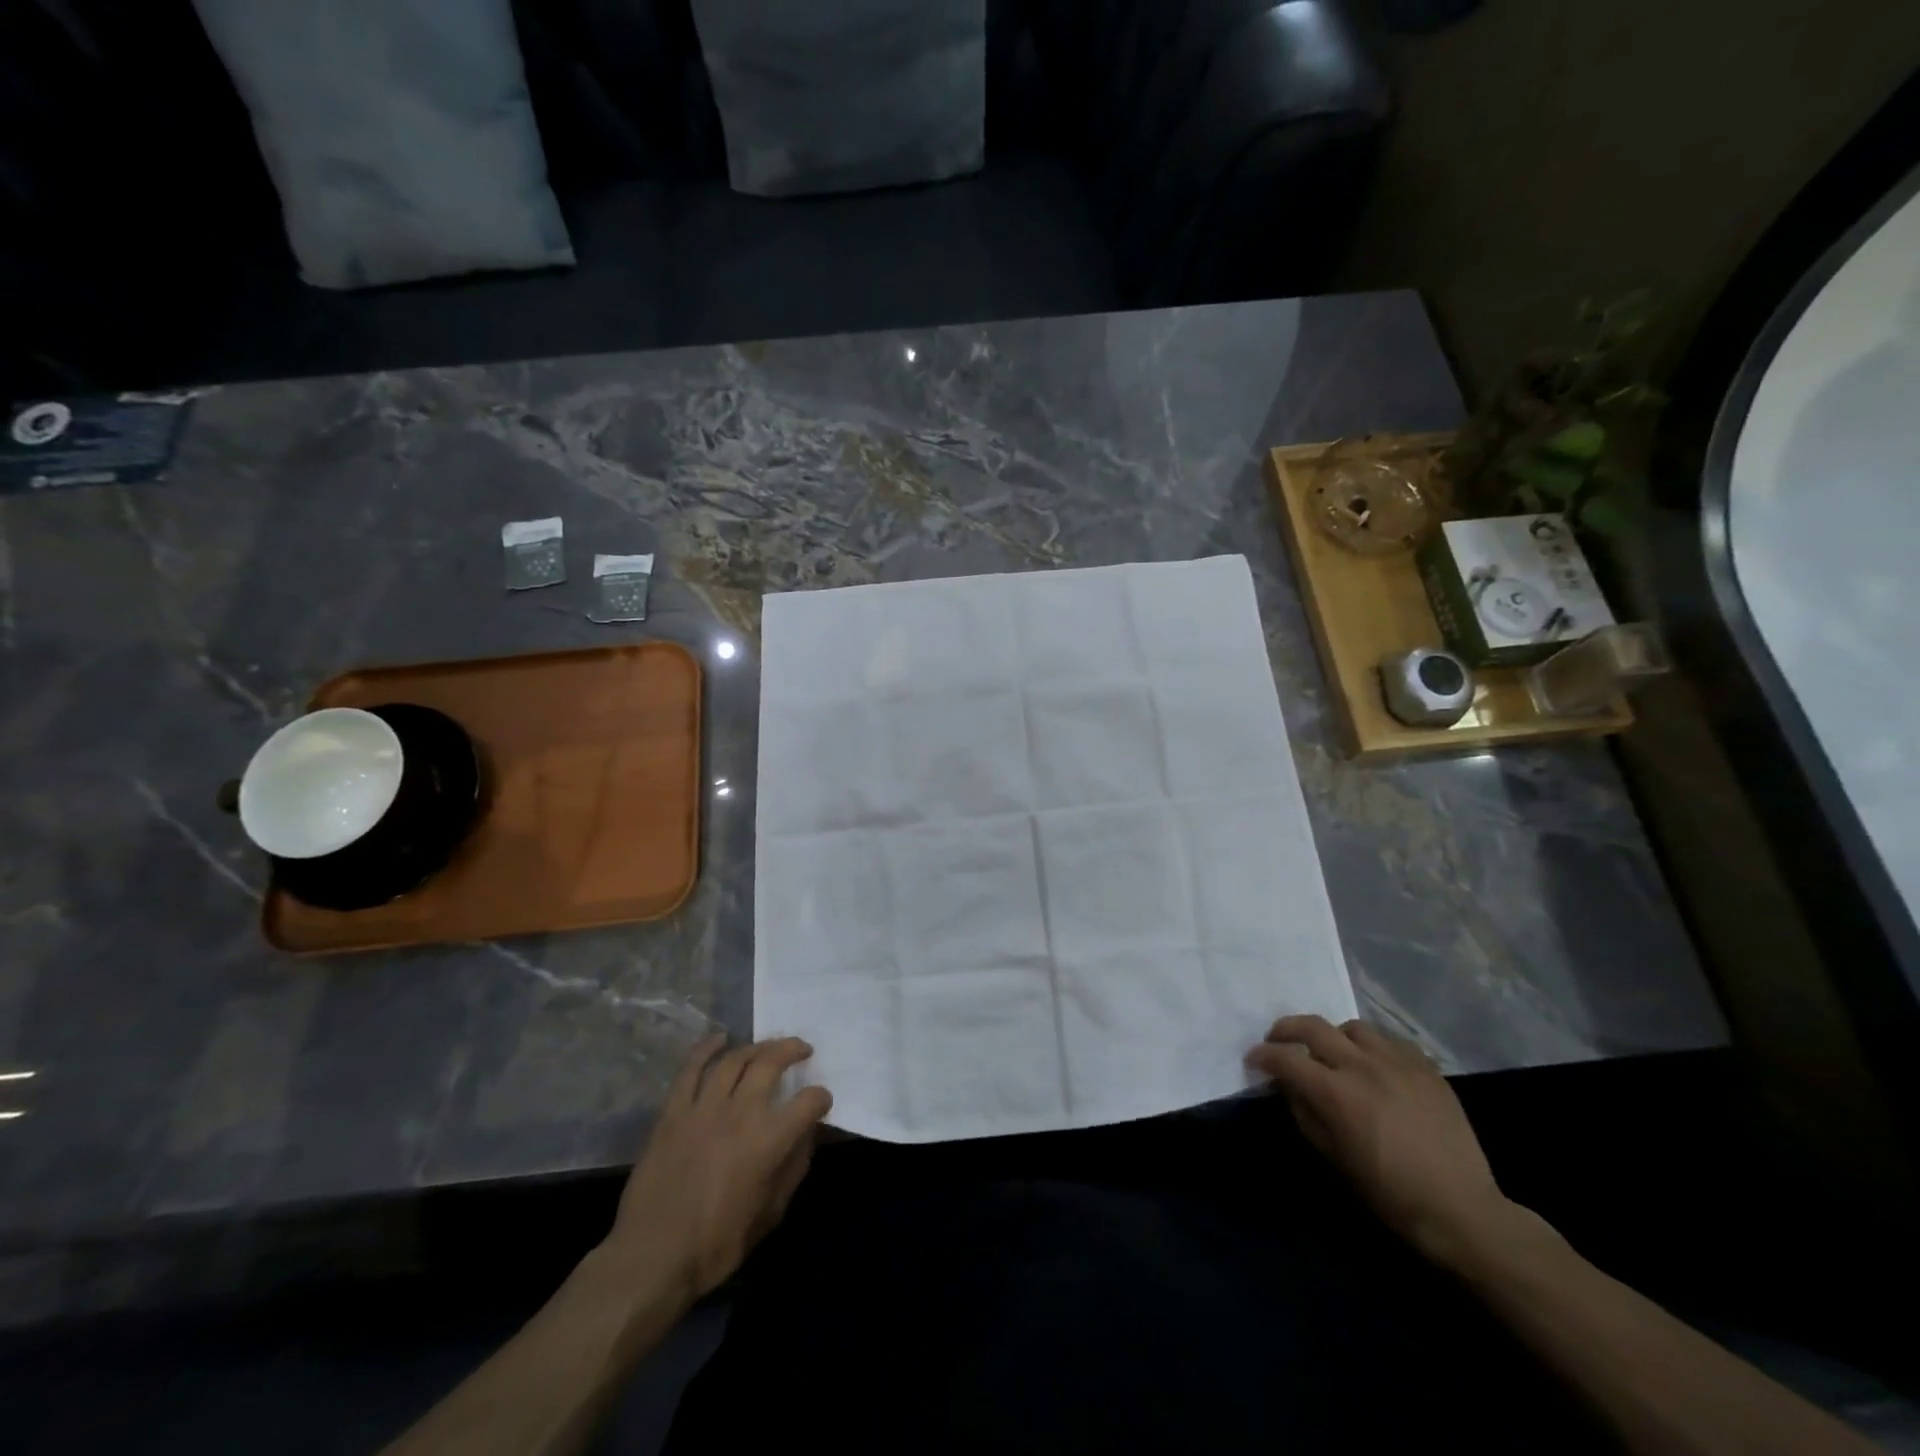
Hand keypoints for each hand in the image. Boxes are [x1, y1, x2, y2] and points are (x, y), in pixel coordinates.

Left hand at [602, 1034, 832, 1301]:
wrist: (653, 1257)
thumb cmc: (717, 1244)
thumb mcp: (770, 1214)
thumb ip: (793, 1169)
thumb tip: (806, 1136)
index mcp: (769, 1140)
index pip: (808, 1102)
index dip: (820, 1098)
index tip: (821, 1101)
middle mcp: (740, 1112)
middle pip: (771, 1063)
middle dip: (792, 1050)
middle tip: (802, 1050)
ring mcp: (703, 1107)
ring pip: (734, 1059)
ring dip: (756, 1047)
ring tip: (767, 1046)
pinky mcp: (673, 1112)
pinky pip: (691, 1069)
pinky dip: (706, 1048)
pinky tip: (720, 1039)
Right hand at [1247, 1015, 1510, 1266]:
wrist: (1461, 1210)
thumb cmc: (1388, 1193)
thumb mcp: (1332, 1157)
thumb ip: (1304, 1113)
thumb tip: (1288, 1087)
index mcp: (1335, 1092)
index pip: (1285, 1058)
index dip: (1263, 1055)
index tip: (1254, 1059)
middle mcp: (1362, 1065)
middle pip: (1313, 1026)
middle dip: (1286, 1029)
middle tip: (1278, 1040)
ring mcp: (1397, 1061)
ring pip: (1352, 1027)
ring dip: (1333, 1036)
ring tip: (1332, 1053)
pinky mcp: (1425, 1066)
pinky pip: (1389, 1041)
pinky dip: (1371, 1046)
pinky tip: (1372, 1064)